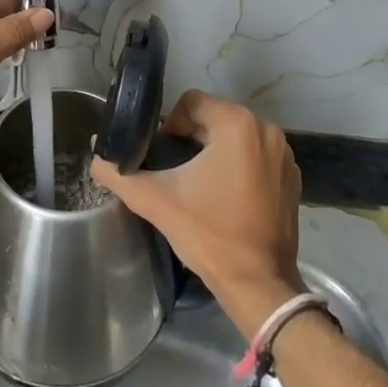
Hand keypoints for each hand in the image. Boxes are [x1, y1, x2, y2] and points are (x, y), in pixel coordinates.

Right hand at [90, 89, 304, 340]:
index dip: (170, 123)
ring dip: (214, 150)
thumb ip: (119, 174)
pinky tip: (224, 194)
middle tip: (175, 169)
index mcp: (237, 125)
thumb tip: (96, 158)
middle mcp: (266, 130)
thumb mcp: (156, 200)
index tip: (162, 153)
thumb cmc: (209, 234)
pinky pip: (256, 155)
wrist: (258, 284)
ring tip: (197, 182)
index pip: (192, 102)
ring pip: (235, 135)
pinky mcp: (292, 177)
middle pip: (214, 116)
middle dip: (191, 137)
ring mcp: (284, 154)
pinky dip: (238, 165)